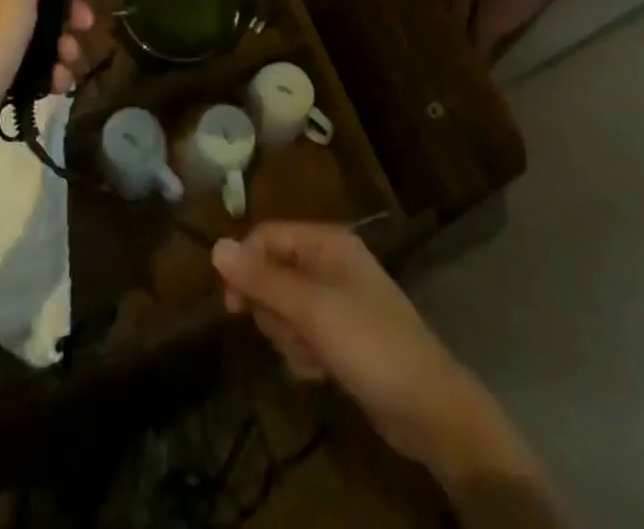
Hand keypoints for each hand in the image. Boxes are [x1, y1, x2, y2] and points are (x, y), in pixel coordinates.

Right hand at [212, 224, 537, 492]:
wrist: (428, 408)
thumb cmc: (369, 343)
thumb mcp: (311, 310)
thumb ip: (262, 279)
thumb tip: (215, 246)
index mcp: (326, 242)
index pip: (267, 237)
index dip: (245, 265)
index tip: (232, 306)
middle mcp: (329, 263)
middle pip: (273, 274)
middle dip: (274, 310)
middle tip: (292, 333)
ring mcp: (336, 300)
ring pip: (284, 309)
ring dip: (289, 337)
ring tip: (313, 356)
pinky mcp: (340, 336)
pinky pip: (302, 335)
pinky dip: (304, 355)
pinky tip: (322, 372)